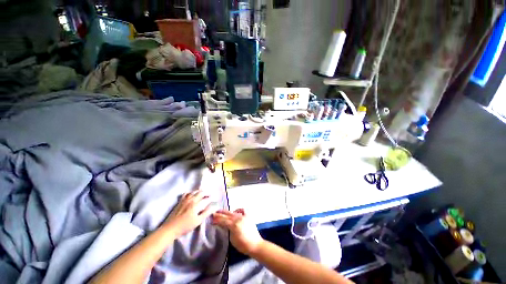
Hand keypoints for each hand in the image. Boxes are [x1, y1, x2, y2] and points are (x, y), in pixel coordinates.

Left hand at [163, 190, 213, 237]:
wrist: (170, 229)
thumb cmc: (185, 226)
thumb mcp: (198, 221)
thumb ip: (206, 213)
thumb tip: (214, 206)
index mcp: (196, 204)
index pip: (206, 199)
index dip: (211, 199)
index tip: (214, 200)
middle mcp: (191, 199)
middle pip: (200, 193)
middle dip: (206, 193)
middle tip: (209, 196)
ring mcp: (185, 200)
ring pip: (194, 192)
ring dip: (199, 191)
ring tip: (202, 193)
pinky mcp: (180, 201)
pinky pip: (186, 193)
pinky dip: (191, 192)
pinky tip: (192, 194)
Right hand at [212, 209, 263, 255]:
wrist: (255, 244)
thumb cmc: (243, 245)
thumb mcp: (232, 239)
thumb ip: (227, 230)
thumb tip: (224, 225)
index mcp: (234, 225)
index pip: (223, 220)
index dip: (216, 219)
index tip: (211, 219)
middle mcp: (238, 218)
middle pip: (227, 214)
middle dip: (220, 214)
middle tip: (214, 213)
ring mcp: (244, 216)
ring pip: (233, 212)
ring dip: (227, 212)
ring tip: (221, 212)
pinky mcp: (248, 216)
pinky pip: (242, 210)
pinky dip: (237, 210)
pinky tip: (235, 212)